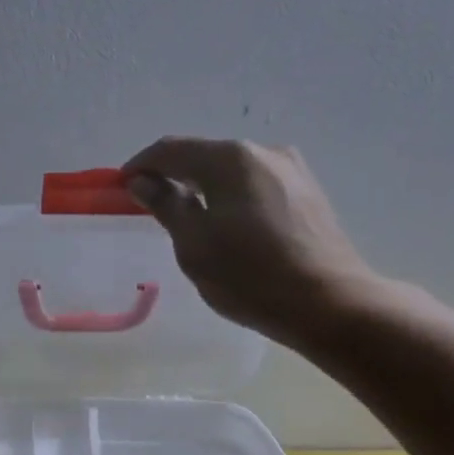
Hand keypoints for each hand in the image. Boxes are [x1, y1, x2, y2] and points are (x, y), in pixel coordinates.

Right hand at [122, 137, 382, 350]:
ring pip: (232, 170)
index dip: (141, 165)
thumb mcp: (195, 244)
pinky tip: (227, 223)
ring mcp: (292, 170)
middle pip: (204, 154)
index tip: (121, 187)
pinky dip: (231, 196)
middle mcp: (263, 151)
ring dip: (204, 186)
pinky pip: (255, 184)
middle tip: (151, 204)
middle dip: (173, 175)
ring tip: (188, 217)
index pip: (171, 149)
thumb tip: (142, 180)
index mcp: (231, 158)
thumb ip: (166, 205)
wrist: (331, 305)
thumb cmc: (251, 276)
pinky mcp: (308, 193)